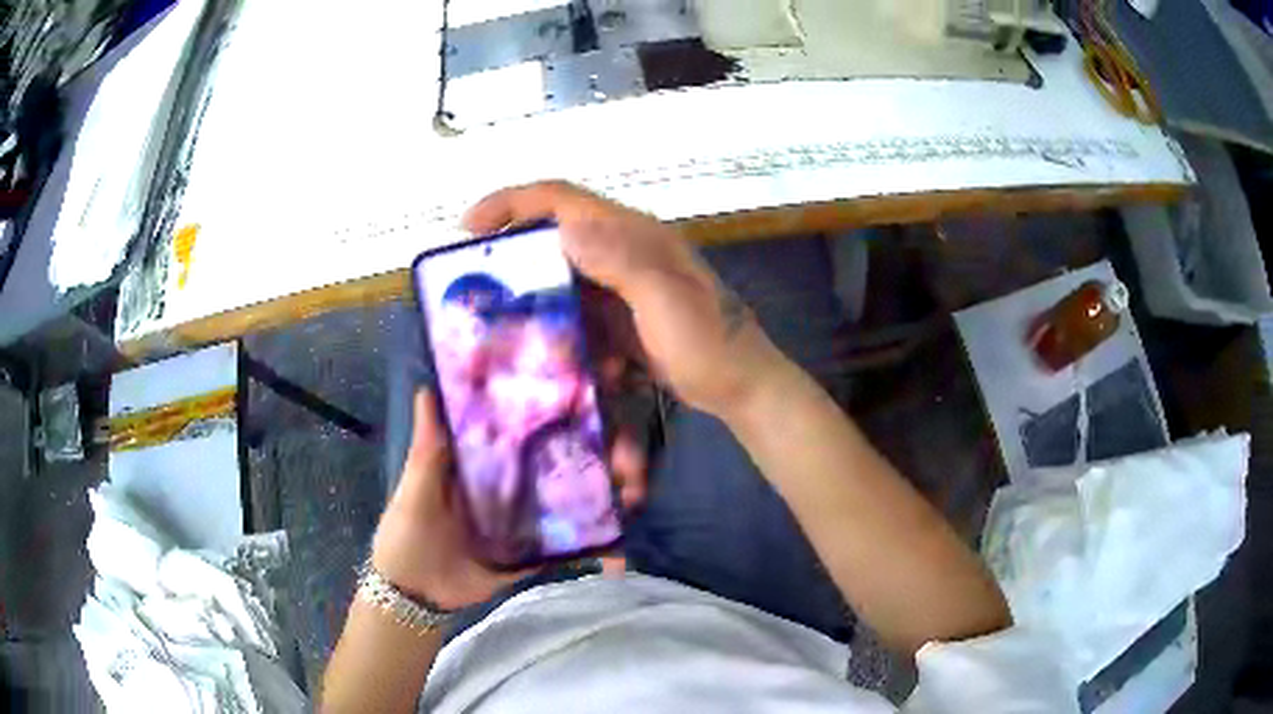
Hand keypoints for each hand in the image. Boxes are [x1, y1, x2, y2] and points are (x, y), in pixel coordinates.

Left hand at [372, 390, 647, 610]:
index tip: (587, 399)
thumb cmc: (409, 532)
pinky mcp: (530, 556)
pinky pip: (563, 551)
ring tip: (633, 493)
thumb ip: (428, 446)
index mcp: (483, 467)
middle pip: (554, 470)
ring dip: (597, 502)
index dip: (550, 419)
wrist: (413, 592)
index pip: (522, 436)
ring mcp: (524, 525)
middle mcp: (510, 490)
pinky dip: (590, 549)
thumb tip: (427, 386)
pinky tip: (619, 543)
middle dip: (591, 462)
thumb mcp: (415, 486)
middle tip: (627, 456)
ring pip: (566, 507)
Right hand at [463, 181, 784, 418]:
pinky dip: (557, 324)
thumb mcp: (667, 301)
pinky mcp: (621, 315)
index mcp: (632, 234)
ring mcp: (621, 283)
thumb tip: (566, 230)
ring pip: (560, 274)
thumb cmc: (709, 342)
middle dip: (512, 251)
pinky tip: (546, 350)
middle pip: (553, 234)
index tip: (468, 226)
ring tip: (499, 320)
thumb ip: (623, 261)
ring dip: (531, 294)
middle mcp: (622, 249)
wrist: (740, 384)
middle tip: (475, 279)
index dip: (511, 203)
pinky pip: (576, 309)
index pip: (561, 199)